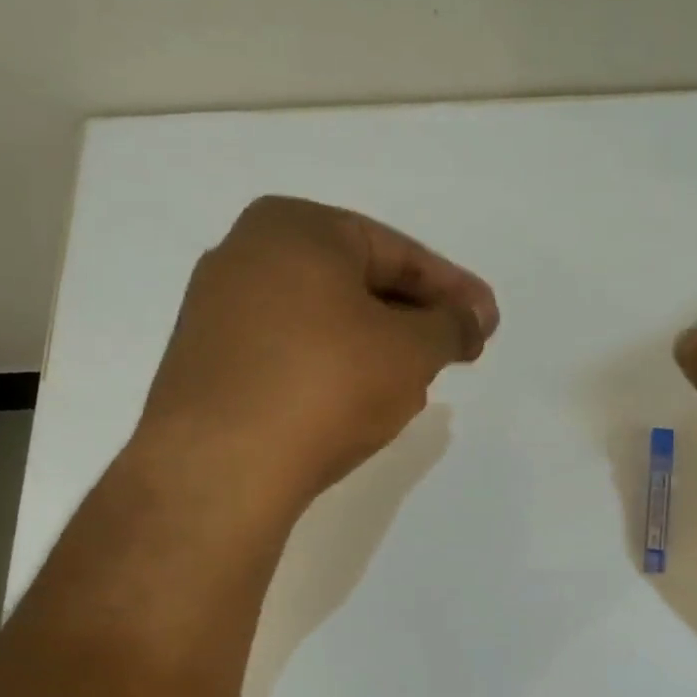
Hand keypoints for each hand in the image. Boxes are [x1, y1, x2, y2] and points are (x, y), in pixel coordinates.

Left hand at [131, 196, 497, 516]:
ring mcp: (218, 309)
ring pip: (324, 319)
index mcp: (296, 228)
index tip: (487, 321)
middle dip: (414, 318)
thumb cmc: (327, 385)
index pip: (398, 252)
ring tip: (414, 381)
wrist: (221, 469)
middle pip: (358, 282)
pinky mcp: (208, 362)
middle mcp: (247, 253)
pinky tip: (357, 401)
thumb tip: (474, 318)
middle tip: (456, 351)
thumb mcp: (411, 351)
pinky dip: (334, 367)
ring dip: (377, 346)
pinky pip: (291, 351)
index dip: (453, 289)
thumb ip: (452, 326)